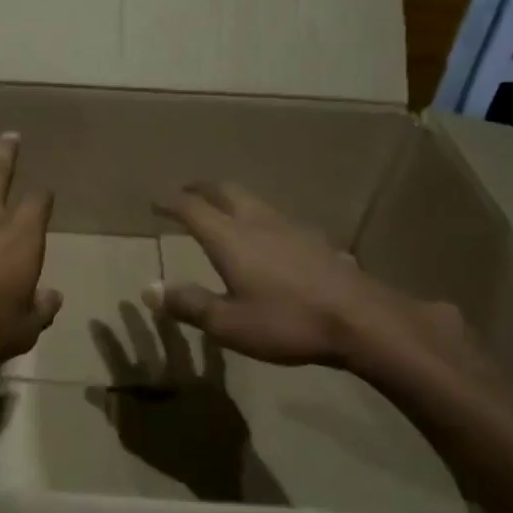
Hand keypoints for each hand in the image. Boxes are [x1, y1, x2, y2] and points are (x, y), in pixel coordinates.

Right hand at [147, 182, 458, 372]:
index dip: (170, 201)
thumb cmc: (287, 322)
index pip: (191, 207)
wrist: (362, 320)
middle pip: (224, 190)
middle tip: (186, 192)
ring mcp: (290, 227)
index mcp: (229, 237)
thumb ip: (188, 304)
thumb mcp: (229, 323)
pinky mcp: (315, 239)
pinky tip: (266, 237)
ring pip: (252, 200)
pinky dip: (257, 217)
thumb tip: (149, 289)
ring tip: (221, 210)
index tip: (155, 202)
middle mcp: (257, 222)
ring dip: (230, 199)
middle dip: (200, 188)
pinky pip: (275, 217)